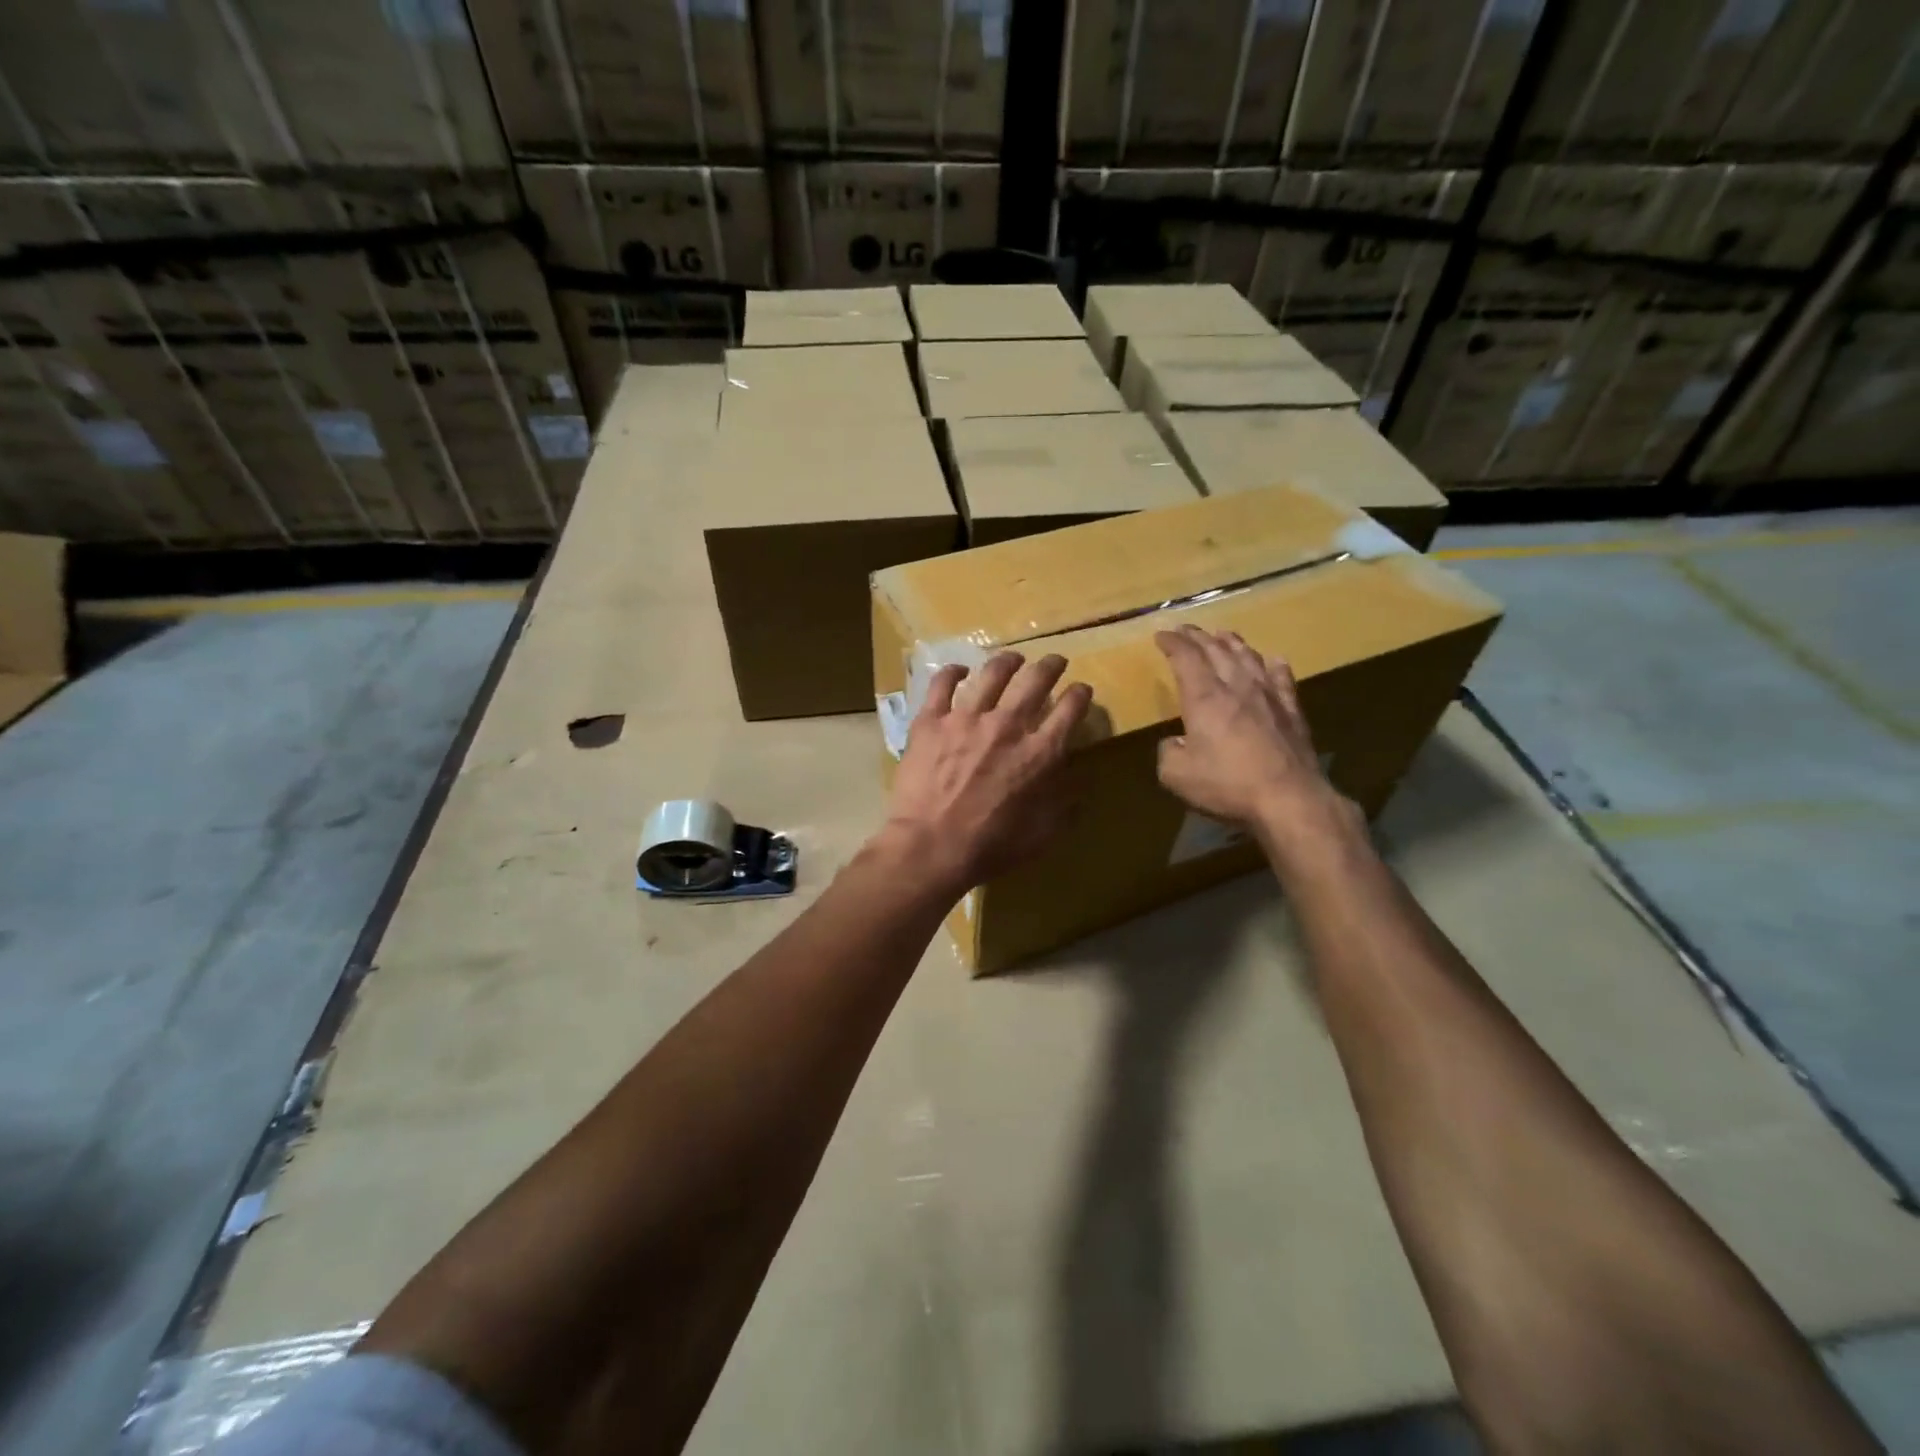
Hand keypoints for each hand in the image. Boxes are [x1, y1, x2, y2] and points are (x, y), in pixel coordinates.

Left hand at [880, 652, 1091, 895]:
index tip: (1082, 690)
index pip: (1070, 709)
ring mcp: (966, 718)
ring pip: (993, 673)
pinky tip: (959, 670)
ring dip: (1008, 661)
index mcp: (1040, 752)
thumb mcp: (1043, 834)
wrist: (931, 847)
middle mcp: (1008, 725)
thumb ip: (1066, 803)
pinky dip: (953, 672)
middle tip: (1054, 661)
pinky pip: (942, 684)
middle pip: (1036, 680)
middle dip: (1051, 666)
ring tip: (1013, 658)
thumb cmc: (990, 847)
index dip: (1080, 695)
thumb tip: (1079, 780)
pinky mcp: (931, 721)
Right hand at [1154, 625, 1353, 847]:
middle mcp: (1236, 687)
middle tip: (1186, 629)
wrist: (1289, 799)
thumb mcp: (1176, 775)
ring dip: (1232, 643)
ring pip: (1248, 657)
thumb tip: (1175, 742)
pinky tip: (1273, 660)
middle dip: (1198, 636)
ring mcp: (1269, 696)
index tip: (1161, 634)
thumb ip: (1168, 752)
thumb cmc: (1227, 785)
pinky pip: (1283, 679)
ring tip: (1223, 635)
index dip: (1172, 642)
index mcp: (1204, 697)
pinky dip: (1274, 665)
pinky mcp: (1292, 711)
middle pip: (1216, 650)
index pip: (1185, 657)